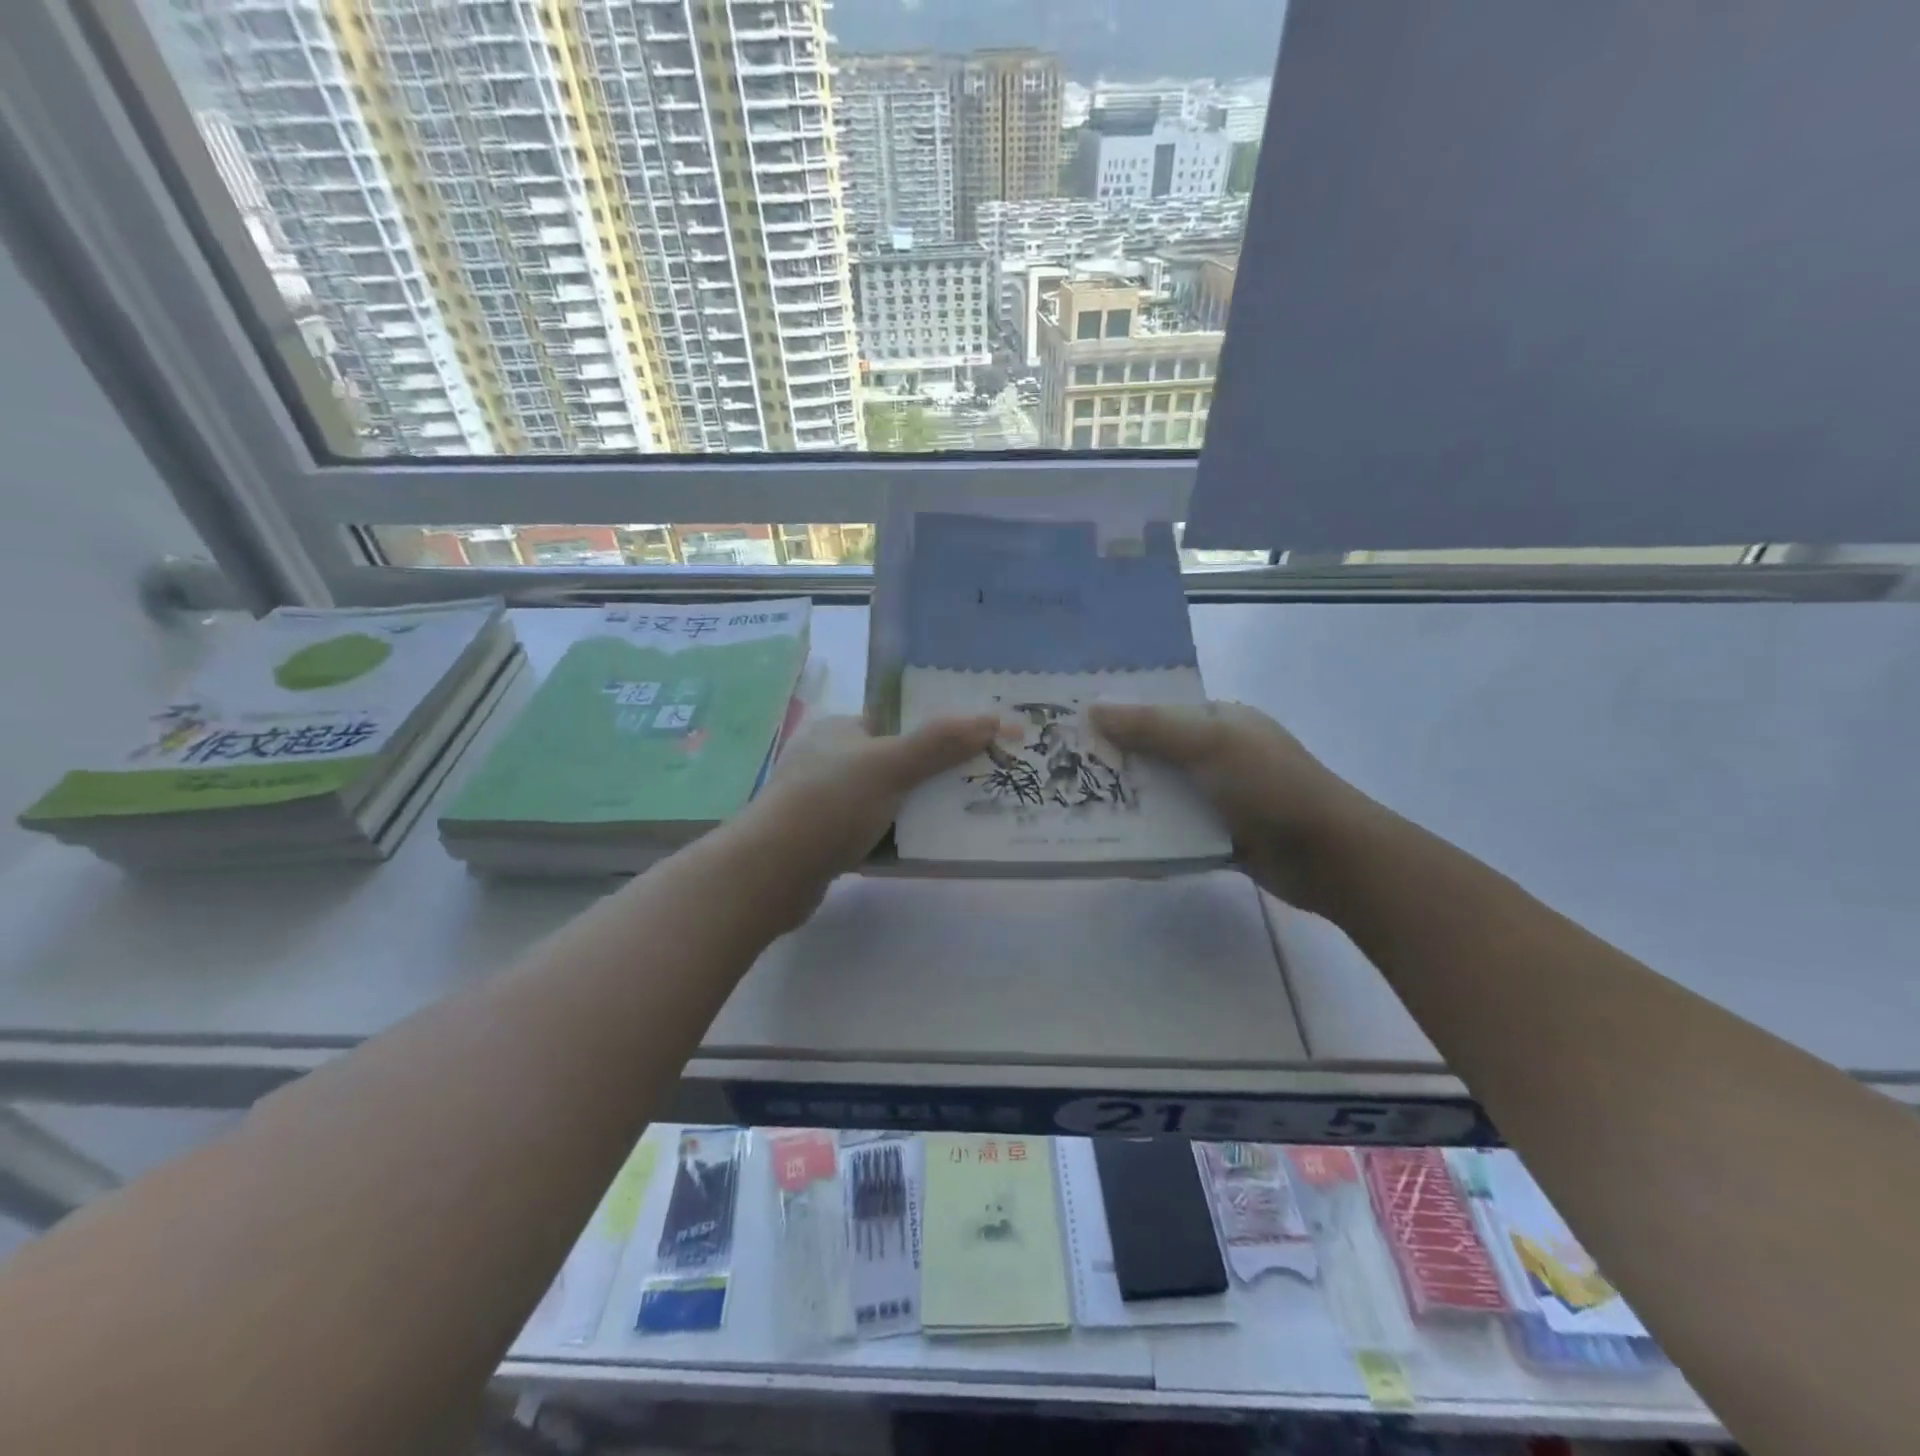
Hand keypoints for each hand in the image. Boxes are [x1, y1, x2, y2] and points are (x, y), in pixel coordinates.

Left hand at [747, 713, 1000, 882]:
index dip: (934, 730)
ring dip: (917, 810)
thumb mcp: (889, 765)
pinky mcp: (824, 839)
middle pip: (895, 761)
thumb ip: (939, 742)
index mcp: (839, 729)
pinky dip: (896, 838)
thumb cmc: (829, 804)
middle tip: (976, 785)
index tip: (973, 745)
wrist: (771, 872)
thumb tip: (992, 718)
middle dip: (932, 774)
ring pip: (885, 799)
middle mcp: (829, 759)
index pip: (895, 720)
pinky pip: (872, 831)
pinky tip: (923, 849)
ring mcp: (824, 801)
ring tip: (962, 818)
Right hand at [1089, 701, 1378, 911]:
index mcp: (1218, 720)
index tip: (1068, 723)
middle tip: (1058, 768)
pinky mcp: (1216, 835)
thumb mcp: (1212, 744)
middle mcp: (1215, 754)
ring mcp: (1216, 797)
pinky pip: (1170, 830)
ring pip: (1158, 793)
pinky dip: (1145, 834)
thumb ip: (1152, 727)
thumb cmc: (1272, 786)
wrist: (1331, 857)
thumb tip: (1094, 708)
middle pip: (1151, 752)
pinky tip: (1110, 841)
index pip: (1157, 709)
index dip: (1115, 714)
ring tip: (1072, 806)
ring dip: (1125, 800)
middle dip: (1112, 760)